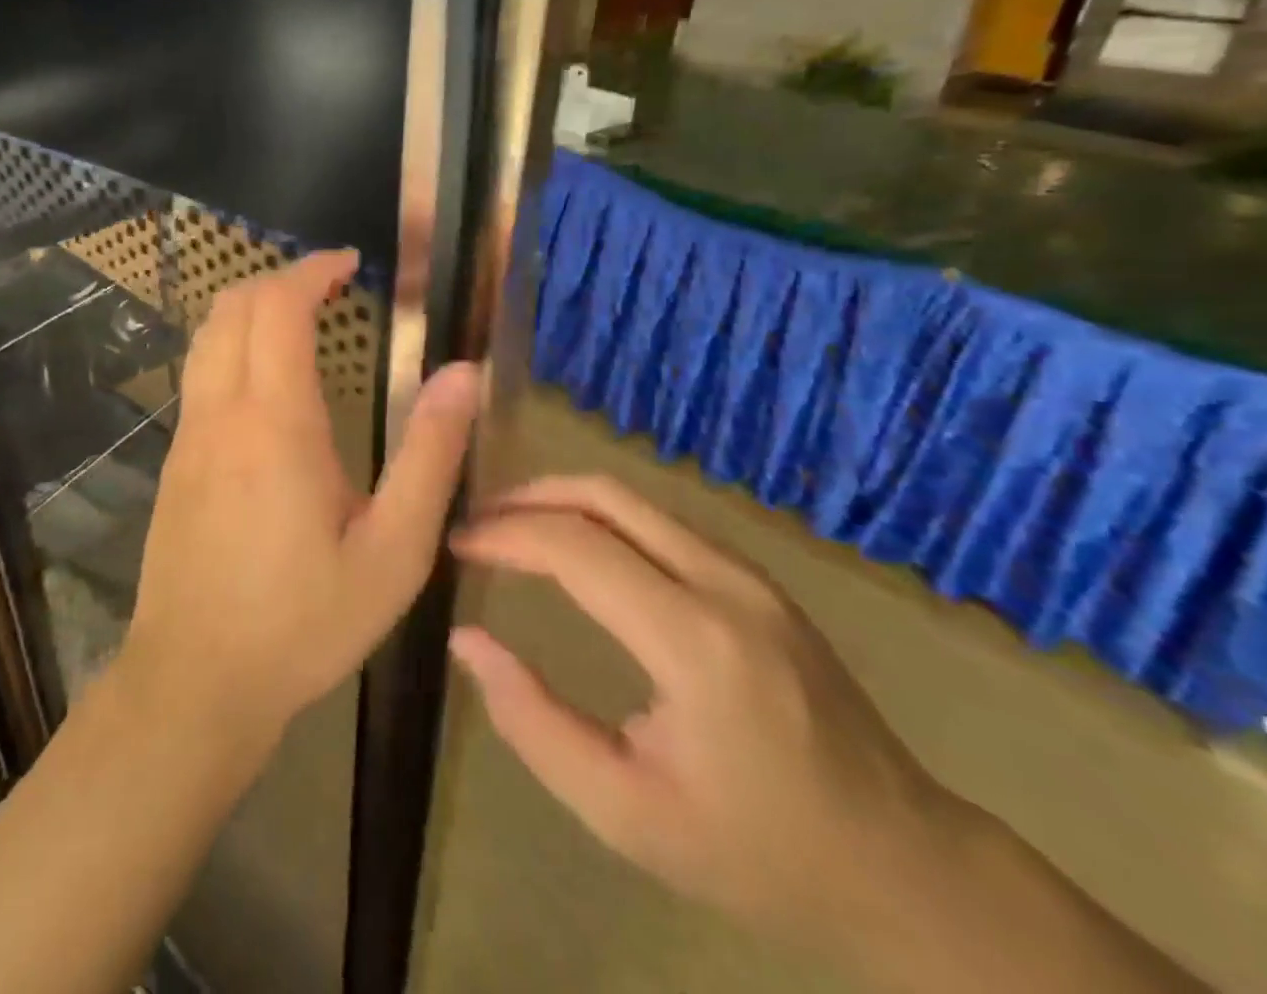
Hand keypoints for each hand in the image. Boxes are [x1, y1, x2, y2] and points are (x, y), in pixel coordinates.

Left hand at [123, 250, 480, 746]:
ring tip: (299, 318)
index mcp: (276, 423)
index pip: (278, 307)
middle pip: (232, 307)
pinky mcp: (174, 461)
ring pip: (207, 337)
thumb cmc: (304, 622)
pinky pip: (199, 375)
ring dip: (250, 308)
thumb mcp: (393, 552)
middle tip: (329, 285)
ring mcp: (188, 436)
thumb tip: (464, 375)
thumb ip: (431, 456)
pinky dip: (231, 345)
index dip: (311, 270)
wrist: (195, 682)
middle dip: (279, 279)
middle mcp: (222, 413)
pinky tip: (266, 382)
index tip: (349, 263)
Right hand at [448, 476, 957, 947]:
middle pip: (604, 495)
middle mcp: (724, 583)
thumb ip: (534, 723)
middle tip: (476, 522)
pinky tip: (574, 545)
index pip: (576, 547)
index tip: (457, 544)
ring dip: (562, 500)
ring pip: (633, 498)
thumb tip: (468, 640)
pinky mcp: (756, 577)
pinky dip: (600, 516)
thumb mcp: (626, 814)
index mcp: (695, 642)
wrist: (904, 867)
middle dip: (527, 496)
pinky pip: (660, 520)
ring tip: (510, 527)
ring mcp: (748, 572)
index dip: (505, 534)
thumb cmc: (757, 852)